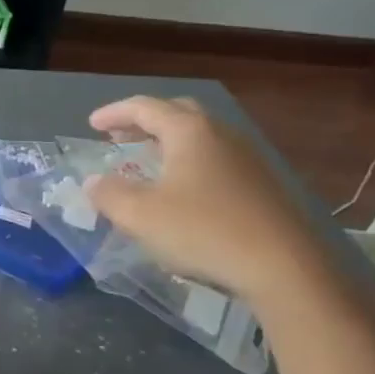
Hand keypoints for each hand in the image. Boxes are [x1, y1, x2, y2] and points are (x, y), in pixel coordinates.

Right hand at [82, 96, 331, 303]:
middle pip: (178, 113)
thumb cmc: (202, 231)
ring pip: (200, 136)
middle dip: (145, 121)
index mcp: (189, 132)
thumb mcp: (139, 215)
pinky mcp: (260, 184)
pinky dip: (188, 161)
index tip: (92, 124)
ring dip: (168, 141)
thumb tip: (93, 182)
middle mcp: (220, 134)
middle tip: (120, 136)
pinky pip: (215, 158)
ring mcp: (246, 158)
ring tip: (146, 160)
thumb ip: (108, 194)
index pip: (145, 108)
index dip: (115, 113)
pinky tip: (181, 188)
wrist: (282, 266)